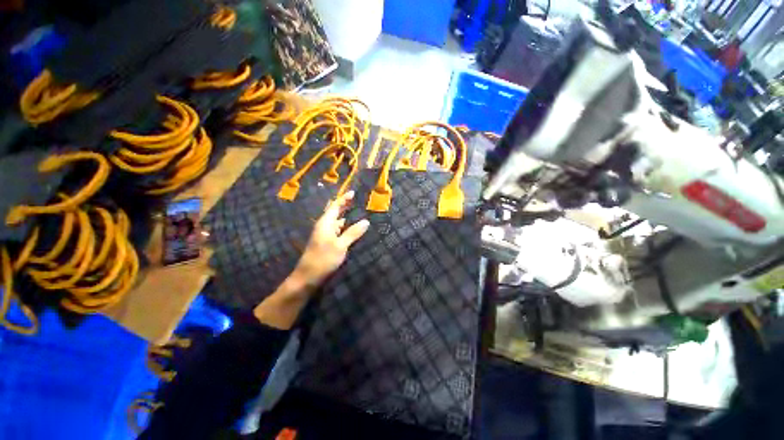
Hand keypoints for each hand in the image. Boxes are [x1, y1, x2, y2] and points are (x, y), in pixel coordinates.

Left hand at [291, 190, 369, 287]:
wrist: (307, 277)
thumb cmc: (323, 259)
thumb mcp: (340, 245)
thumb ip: (353, 233)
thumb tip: (366, 221)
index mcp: (325, 223)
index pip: (335, 206)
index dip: (344, 199)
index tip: (353, 193)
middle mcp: (324, 227)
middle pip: (335, 213)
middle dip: (345, 206)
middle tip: (356, 202)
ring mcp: (324, 236)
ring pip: (336, 223)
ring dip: (346, 218)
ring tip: (358, 215)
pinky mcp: (326, 244)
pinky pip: (337, 232)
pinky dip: (345, 229)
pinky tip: (352, 231)